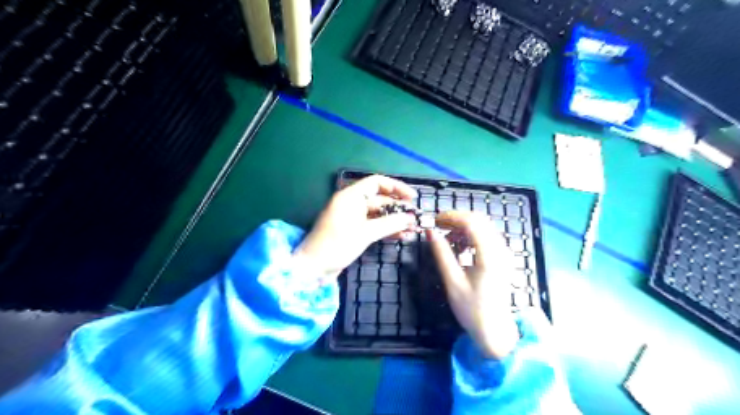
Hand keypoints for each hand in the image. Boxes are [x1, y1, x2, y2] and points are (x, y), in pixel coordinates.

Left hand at [296, 176, 418, 281]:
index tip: (413, 197)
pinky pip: (373, 226)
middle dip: (398, 207)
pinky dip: (386, 230)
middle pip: (379, 199)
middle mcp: (352, 203)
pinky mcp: (353, 231)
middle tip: (416, 216)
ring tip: (413, 228)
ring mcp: (352, 218)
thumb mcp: (365, 233)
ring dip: (394, 220)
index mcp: (351, 196)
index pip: (377, 183)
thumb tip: (411, 218)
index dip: (396, 187)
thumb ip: (389, 224)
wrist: (313, 268)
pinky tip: (402, 236)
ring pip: (378, 214)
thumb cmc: (336, 245)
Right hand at [428, 212, 518, 357]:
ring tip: (446, 240)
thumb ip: (441, 254)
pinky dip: (470, 236)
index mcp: (489, 256)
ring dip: (463, 228)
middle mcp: (500, 250)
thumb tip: (430, 232)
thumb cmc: (472, 309)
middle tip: (437, 226)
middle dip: (456, 219)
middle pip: (479, 221)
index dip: (451, 217)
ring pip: (482, 227)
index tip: (434, 220)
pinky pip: (485, 237)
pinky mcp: (502, 258)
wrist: (494, 331)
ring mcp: (503, 253)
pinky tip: (459, 248)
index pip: (472, 223)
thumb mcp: (452, 281)